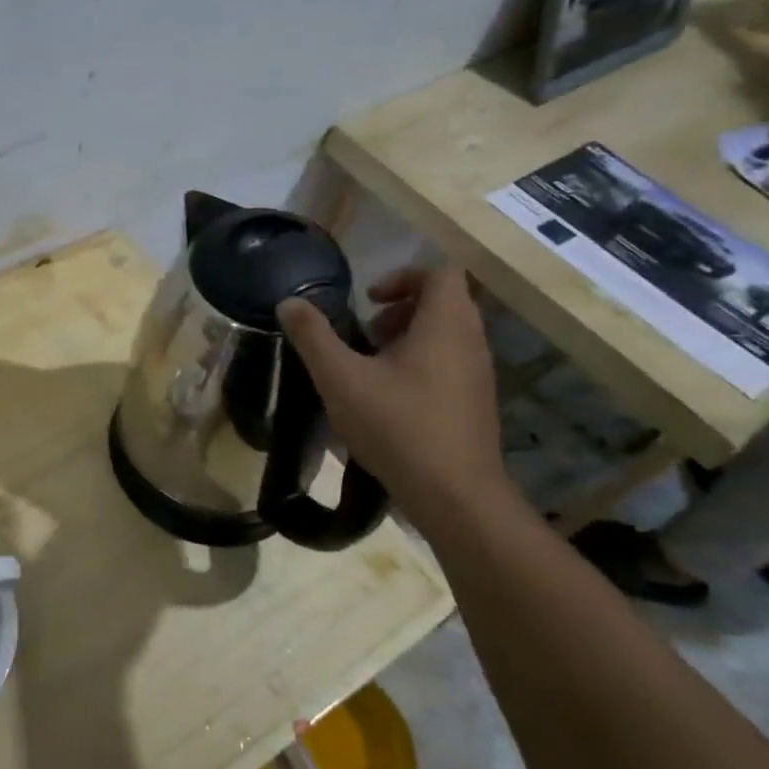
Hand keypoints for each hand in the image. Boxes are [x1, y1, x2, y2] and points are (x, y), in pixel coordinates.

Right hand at [277, 265, 507, 523]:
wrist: (455, 496)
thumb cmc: (398, 426)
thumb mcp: (341, 379)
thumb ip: (313, 337)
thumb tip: (289, 302)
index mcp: (445, 324)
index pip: (440, 272)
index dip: (402, 276)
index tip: (368, 300)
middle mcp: (471, 341)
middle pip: (444, 301)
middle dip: (400, 308)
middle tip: (365, 332)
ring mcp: (479, 373)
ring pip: (447, 334)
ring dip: (409, 337)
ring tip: (371, 365)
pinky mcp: (476, 402)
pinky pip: (451, 363)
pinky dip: (421, 363)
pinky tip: (388, 398)